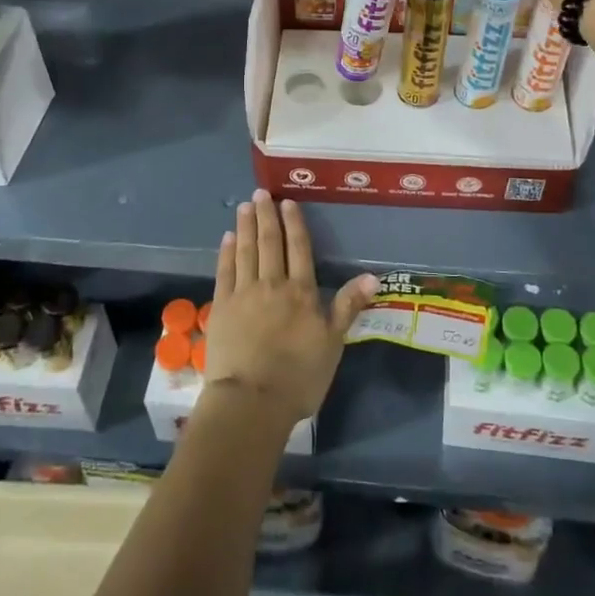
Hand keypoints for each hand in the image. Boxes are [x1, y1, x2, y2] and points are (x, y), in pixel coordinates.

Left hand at [206, 191, 377, 424]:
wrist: (251, 401)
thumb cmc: (298, 377)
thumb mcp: (332, 344)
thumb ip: (348, 306)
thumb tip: (372, 276)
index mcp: (301, 292)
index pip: (299, 249)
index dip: (294, 224)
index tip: (287, 202)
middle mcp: (272, 284)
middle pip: (270, 243)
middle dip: (267, 216)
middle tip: (261, 193)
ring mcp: (244, 294)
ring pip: (246, 251)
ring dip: (246, 227)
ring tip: (245, 206)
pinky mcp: (222, 307)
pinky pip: (225, 271)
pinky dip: (227, 252)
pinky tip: (228, 238)